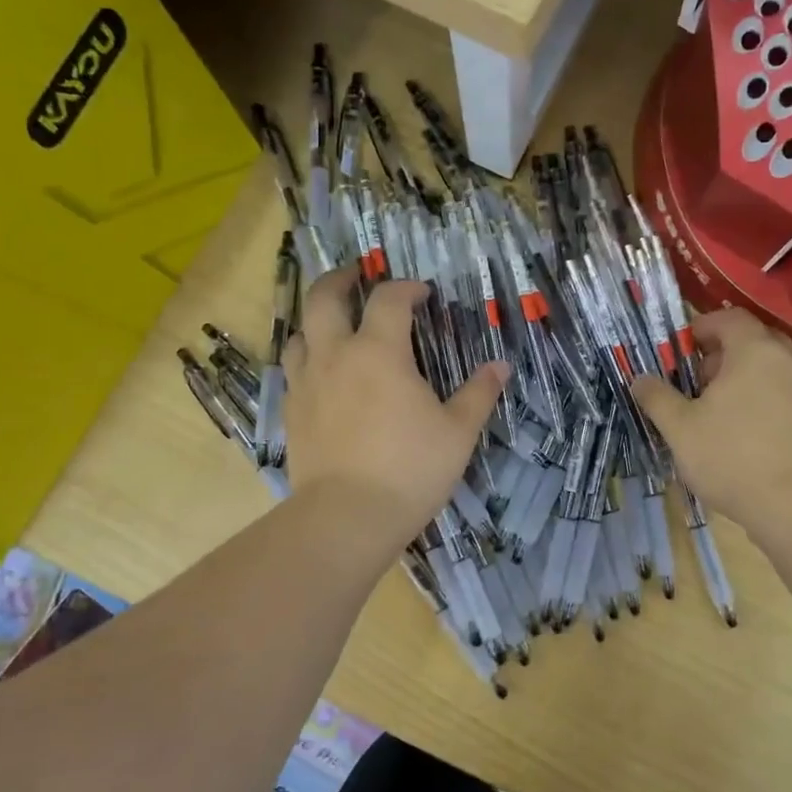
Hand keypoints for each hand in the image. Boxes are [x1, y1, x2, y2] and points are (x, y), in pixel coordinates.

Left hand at [283, 268, 507, 544]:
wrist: (347, 517)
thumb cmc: (411, 469)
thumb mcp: (458, 432)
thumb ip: (479, 394)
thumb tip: (500, 366)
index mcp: (379, 352)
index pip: (389, 299)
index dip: (407, 287)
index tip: (423, 293)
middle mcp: (336, 356)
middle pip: (323, 299)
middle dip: (340, 279)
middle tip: (356, 275)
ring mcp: (307, 384)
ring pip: (299, 333)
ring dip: (316, 319)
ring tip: (334, 324)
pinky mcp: (291, 413)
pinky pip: (293, 370)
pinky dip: (308, 358)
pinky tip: (323, 375)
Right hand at [630, 307, 791, 536]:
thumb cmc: (731, 457)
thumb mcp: (680, 428)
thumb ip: (657, 397)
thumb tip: (640, 380)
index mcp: (754, 351)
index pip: (730, 318)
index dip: (703, 326)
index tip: (682, 350)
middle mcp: (787, 361)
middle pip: (753, 340)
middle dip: (723, 353)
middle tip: (698, 380)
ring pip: (771, 368)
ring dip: (744, 378)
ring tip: (718, 411)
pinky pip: (786, 393)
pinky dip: (764, 399)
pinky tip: (746, 434)